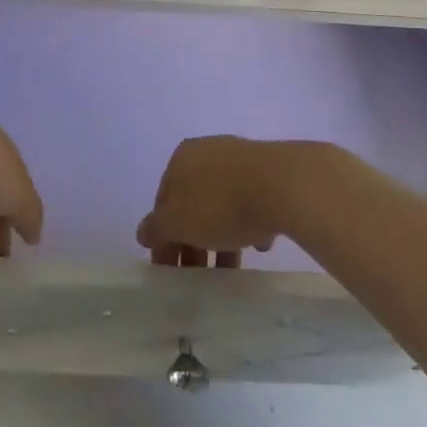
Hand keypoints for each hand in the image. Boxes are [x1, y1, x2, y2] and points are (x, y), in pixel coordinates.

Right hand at [137, 136, 296, 269]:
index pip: (163, 201)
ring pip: (222, 202)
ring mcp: (239, 158)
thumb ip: (157, 229)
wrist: (283, 185)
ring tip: (230, 267)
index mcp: (180, 159)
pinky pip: (251, 201)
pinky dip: (250, 223)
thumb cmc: (221, 204)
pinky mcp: (269, 170)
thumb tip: (143, 232)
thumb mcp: (179, 223)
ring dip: (221, 235)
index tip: (170, 270)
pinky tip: (259, 243)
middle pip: (192, 202)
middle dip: (192, 240)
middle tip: (198, 274)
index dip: (163, 238)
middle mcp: (207, 152)